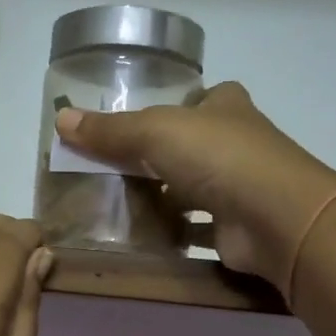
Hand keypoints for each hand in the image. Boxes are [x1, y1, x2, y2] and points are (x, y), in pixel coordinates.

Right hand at [53, 82, 335, 283]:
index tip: (143, 122)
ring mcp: (241, 187)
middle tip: (115, 168)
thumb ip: (110, 130)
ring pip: (196, 187)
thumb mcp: (154, 132)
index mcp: (226, 107)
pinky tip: (144, 237)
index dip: (177, 106)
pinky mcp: (237, 227)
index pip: (202, 98)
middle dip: (161, 156)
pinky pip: (198, 226)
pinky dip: (175, 231)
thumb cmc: (218, 157)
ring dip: (166, 195)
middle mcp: (238, 143)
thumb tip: (61, 119)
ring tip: (120, 203)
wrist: (275, 217)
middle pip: (194, 145)